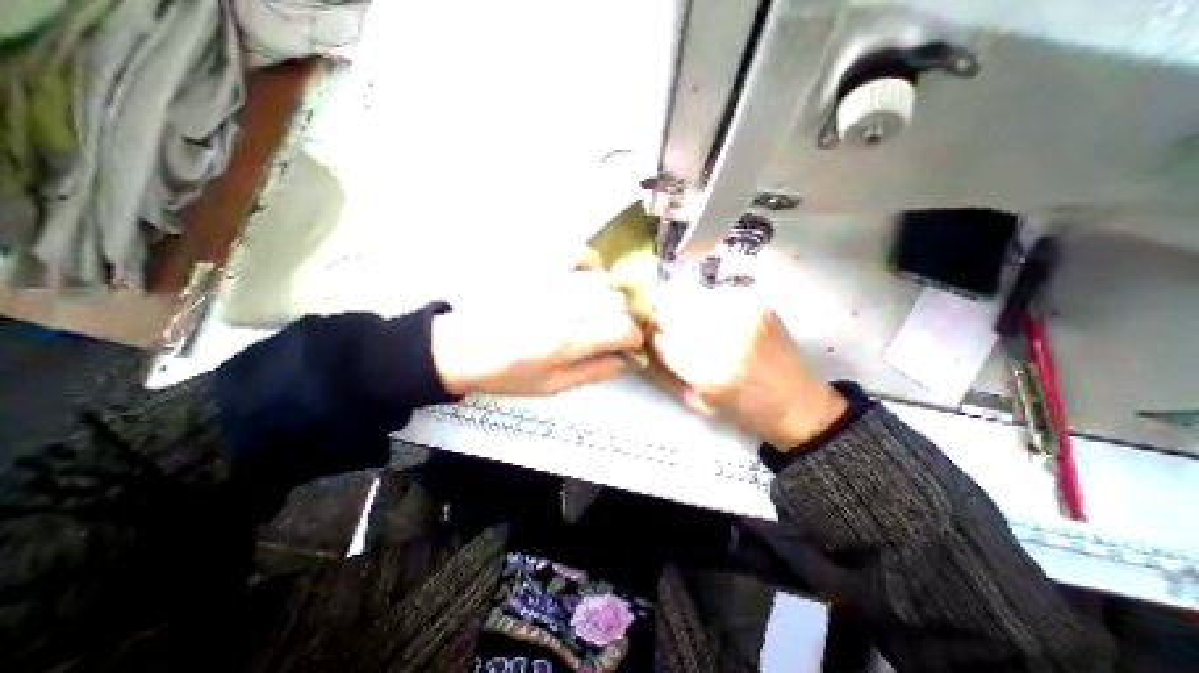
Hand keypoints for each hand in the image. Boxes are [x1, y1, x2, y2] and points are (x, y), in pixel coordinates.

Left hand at [432, 255, 645, 395]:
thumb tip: (625, 359)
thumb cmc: (506, 372)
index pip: (622, 330)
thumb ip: (593, 371)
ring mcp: (551, 281)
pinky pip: (575, 252)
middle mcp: (564, 307)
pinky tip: (585, 274)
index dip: (634, 337)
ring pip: (601, 279)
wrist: (460, 347)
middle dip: (620, 318)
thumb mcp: (552, 385)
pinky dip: (588, 261)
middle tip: (609, 328)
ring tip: (595, 306)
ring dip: (606, 295)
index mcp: (568, 342)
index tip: (630, 342)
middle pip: (616, 302)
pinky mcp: (536, 266)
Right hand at [647, 288, 842, 449]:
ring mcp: (745, 316)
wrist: (797, 403)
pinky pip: (717, 298)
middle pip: (675, 315)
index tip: (653, 342)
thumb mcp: (696, 402)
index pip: (661, 341)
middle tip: (675, 336)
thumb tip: (646, 344)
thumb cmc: (744, 410)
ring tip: (701, 331)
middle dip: (669, 325)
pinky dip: (711, 309)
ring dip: (689, 315)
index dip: (653, 340)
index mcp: (709, 371)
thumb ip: (666, 371)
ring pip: (694, 302)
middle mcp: (726, 337)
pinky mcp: (758, 305)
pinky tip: (721, 325)